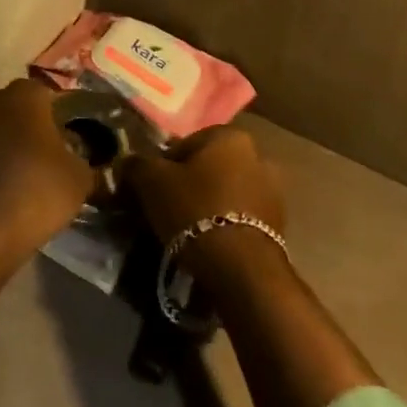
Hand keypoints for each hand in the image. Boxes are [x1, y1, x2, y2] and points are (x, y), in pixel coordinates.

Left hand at [0, 80, 94, 251]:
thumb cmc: (36, 192)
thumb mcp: (79, 180)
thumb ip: (82, 160)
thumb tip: (78, 159)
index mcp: (25, 94)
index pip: (46, 95)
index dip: (57, 117)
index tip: (66, 141)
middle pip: (14, 107)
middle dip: (26, 125)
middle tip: (42, 155)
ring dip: (1, 144)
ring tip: (18, 175)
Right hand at [124, 125, 286, 286]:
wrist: (241, 270)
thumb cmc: (195, 210)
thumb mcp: (152, 182)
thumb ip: (136, 165)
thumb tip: (127, 162)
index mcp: (230, 136)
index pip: (187, 143)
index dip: (164, 165)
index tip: (152, 189)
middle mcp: (258, 156)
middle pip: (210, 167)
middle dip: (190, 184)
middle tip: (167, 209)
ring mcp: (273, 192)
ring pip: (226, 193)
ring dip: (209, 206)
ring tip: (186, 232)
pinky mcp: (279, 227)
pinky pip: (240, 219)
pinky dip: (225, 227)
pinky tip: (208, 246)